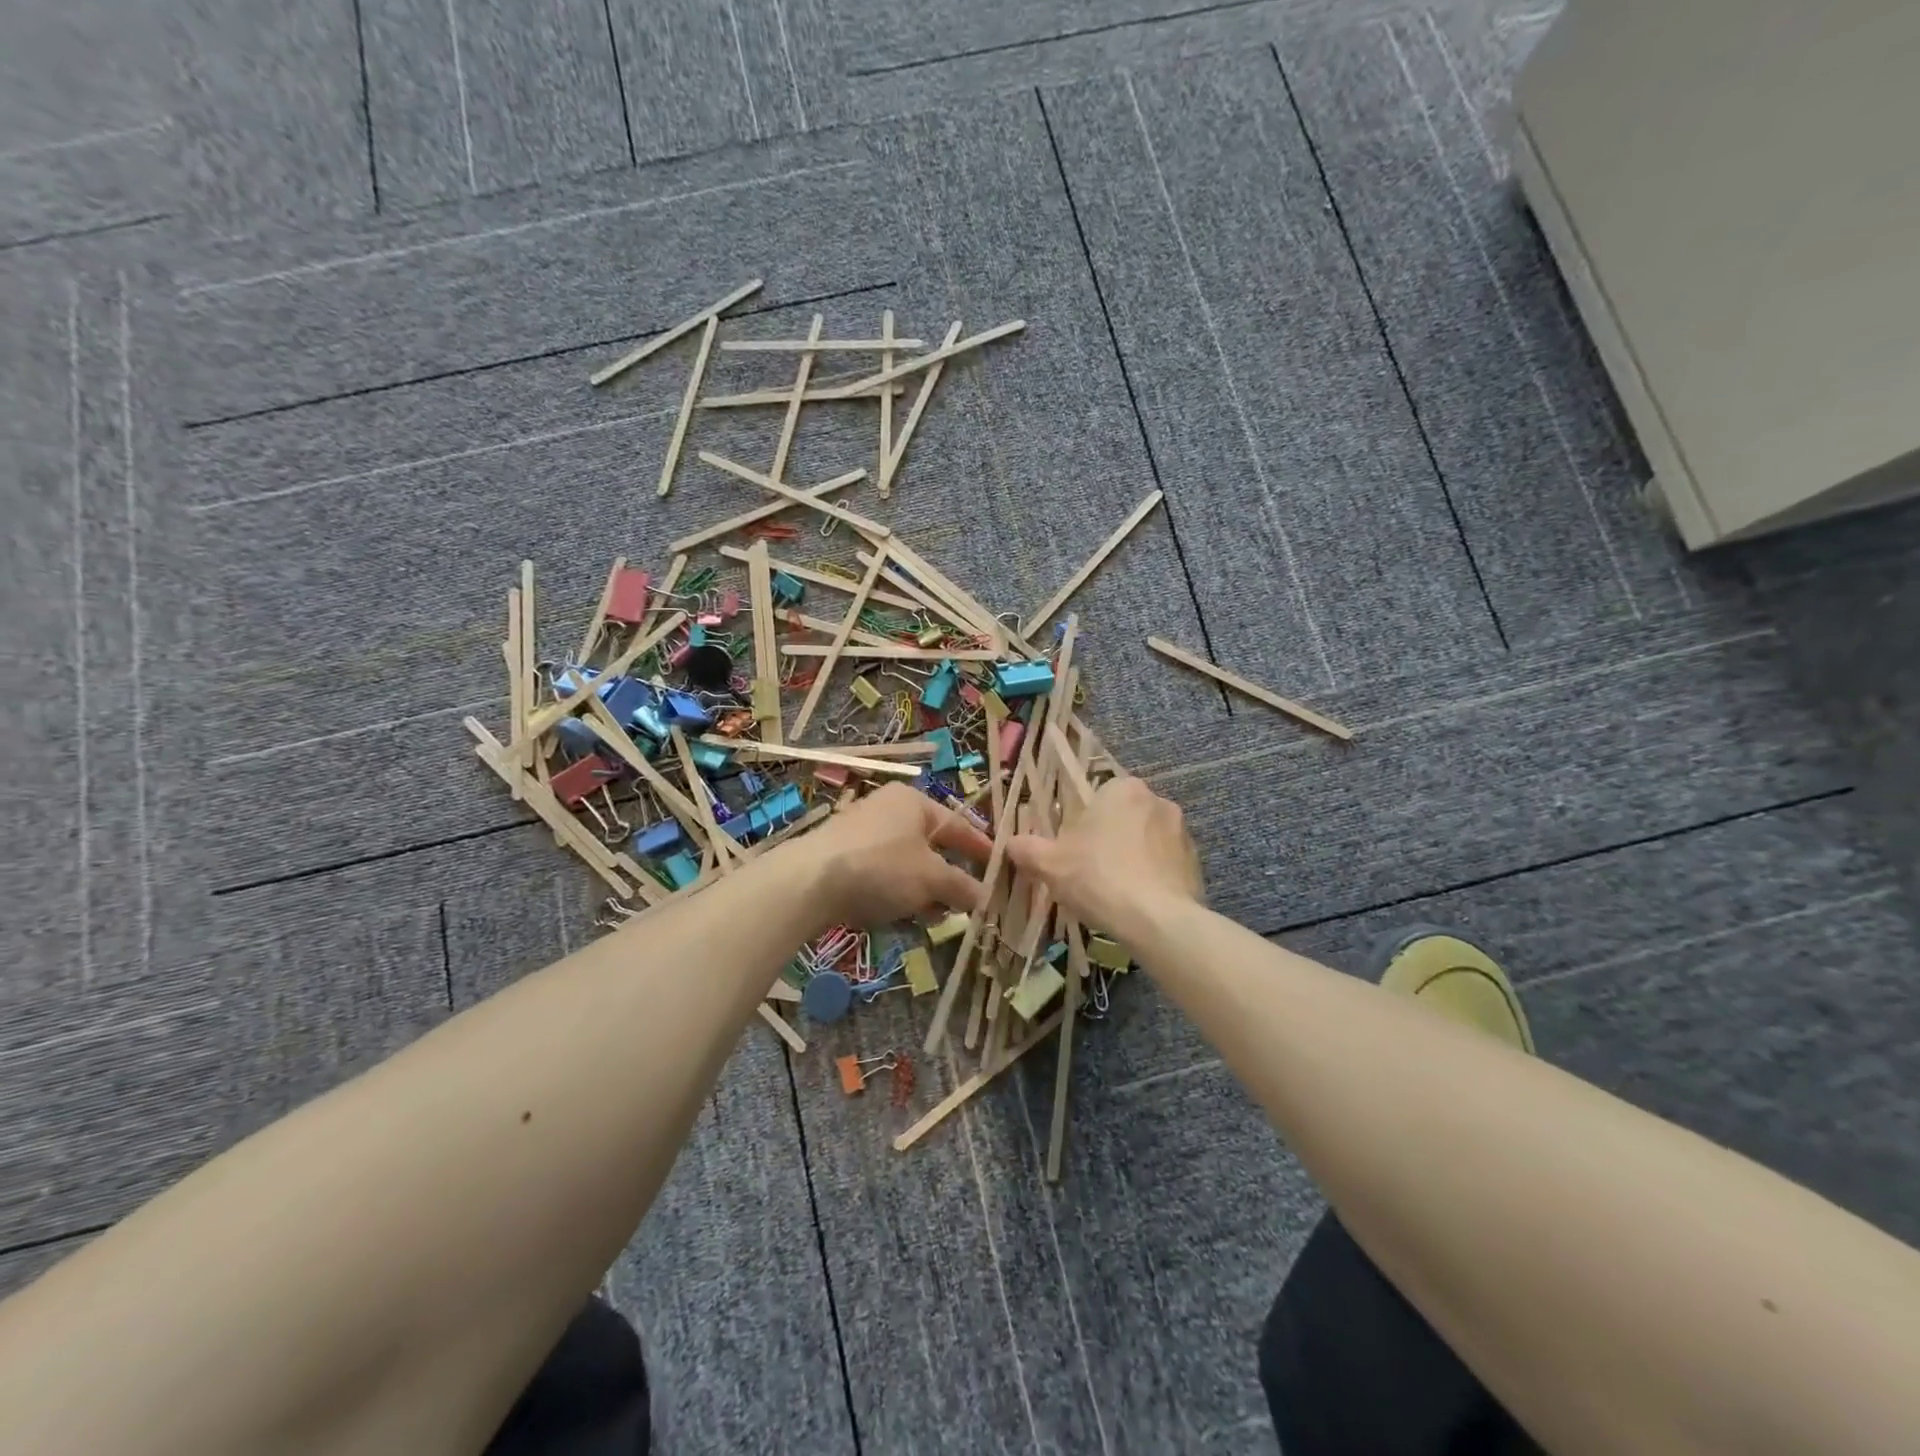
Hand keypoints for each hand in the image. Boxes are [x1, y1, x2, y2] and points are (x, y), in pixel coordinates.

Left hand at [796, 782, 992, 925]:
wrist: (808, 882)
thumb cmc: (881, 868)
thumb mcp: (930, 879)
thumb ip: (961, 886)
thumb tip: (985, 896)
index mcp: (914, 802)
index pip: (959, 824)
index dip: (982, 849)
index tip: (1001, 869)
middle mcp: (889, 810)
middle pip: (931, 845)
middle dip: (949, 878)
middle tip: (966, 904)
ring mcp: (862, 833)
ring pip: (906, 863)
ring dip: (924, 891)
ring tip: (934, 918)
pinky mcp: (843, 857)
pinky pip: (882, 874)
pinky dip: (897, 893)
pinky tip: (901, 917)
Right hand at [1008, 776, 1202, 937]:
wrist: (1156, 920)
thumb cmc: (1097, 877)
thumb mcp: (1049, 864)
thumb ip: (1027, 849)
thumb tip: (1011, 843)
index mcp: (1122, 789)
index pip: (1098, 797)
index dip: (1082, 825)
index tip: (1073, 852)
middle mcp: (1157, 800)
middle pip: (1124, 818)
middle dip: (1110, 840)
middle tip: (1091, 873)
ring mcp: (1182, 831)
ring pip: (1147, 841)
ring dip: (1134, 858)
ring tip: (1117, 893)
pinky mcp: (1196, 862)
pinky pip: (1167, 865)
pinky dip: (1154, 878)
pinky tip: (1139, 903)